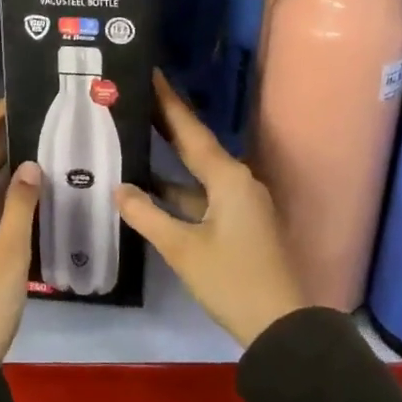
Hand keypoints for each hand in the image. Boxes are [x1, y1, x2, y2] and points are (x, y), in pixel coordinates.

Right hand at [116, 71, 306, 347]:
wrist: (284, 329)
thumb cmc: (233, 281)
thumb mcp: (183, 249)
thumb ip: (147, 216)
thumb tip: (118, 188)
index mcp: (228, 178)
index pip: (190, 131)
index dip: (168, 102)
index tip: (151, 72)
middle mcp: (238, 182)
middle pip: (195, 145)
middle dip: (165, 123)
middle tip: (135, 97)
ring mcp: (241, 204)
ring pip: (197, 173)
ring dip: (168, 160)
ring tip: (134, 137)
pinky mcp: (240, 224)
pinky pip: (203, 195)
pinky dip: (178, 189)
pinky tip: (150, 189)